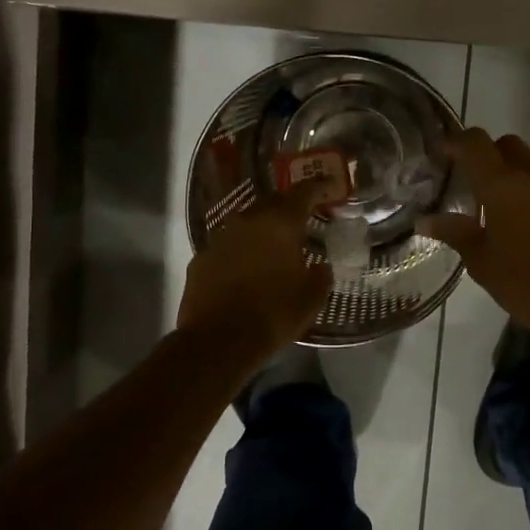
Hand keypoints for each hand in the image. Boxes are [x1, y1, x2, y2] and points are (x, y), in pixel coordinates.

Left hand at [178, 180, 331, 362]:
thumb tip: (321, 267)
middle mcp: (248, 221)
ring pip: (246, 225)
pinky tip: (245, 272)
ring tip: (273, 248)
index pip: (303, 193)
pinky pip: (227, 248)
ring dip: (261, 232)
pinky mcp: (200, 259)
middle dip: (288, 209)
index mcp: (280, 223)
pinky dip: (239, 253)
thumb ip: (320, 276)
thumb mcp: (311, 298)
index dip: (318, 188)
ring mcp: (219, 238)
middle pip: (272, 203)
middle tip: (302, 221)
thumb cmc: (273, 314)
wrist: (217, 342)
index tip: (328, 187)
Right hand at [418, 129, 529, 341]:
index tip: (444, 154)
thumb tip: (425, 220)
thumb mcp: (481, 261)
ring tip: (507, 213)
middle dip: (489, 156)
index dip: (457, 142)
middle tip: (476, 185)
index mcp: (503, 184)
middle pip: (508, 145)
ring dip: (517, 179)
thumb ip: (454, 233)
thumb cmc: (526, 283)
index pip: (475, 142)